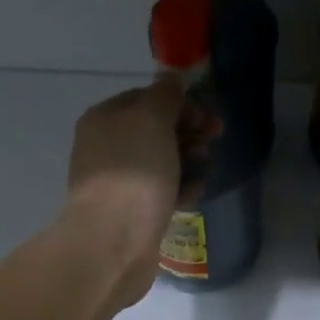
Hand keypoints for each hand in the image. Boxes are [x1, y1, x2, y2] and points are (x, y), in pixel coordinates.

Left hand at [63, 74, 185, 307]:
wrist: (114, 241)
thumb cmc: (134, 173)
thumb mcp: (152, 120)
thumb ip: (165, 96)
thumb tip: (171, 79)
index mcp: (105, 119)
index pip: (146, 98)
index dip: (180, 103)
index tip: (208, 116)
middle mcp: (106, 147)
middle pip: (154, 130)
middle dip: (188, 130)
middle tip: (214, 138)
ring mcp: (118, 182)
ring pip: (159, 161)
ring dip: (187, 159)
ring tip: (206, 165)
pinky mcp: (131, 213)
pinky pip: (160, 192)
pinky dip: (180, 188)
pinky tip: (196, 192)